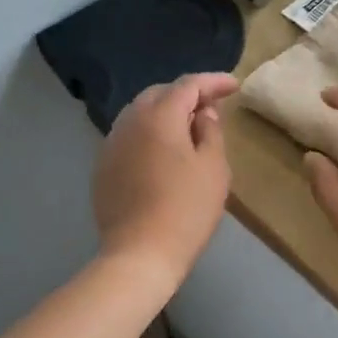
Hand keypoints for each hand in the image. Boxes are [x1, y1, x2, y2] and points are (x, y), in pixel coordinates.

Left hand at [93, 72, 238, 283]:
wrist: (139, 254)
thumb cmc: (186, 209)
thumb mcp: (213, 168)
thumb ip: (211, 131)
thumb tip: (203, 114)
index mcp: (159, 116)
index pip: (188, 85)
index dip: (213, 82)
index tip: (234, 86)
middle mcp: (129, 121)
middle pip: (159, 94)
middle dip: (187, 94)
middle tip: (212, 107)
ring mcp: (111, 144)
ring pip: (140, 114)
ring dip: (165, 113)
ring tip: (189, 128)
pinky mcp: (103, 167)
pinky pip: (129, 137)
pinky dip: (149, 134)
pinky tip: (163, 152)